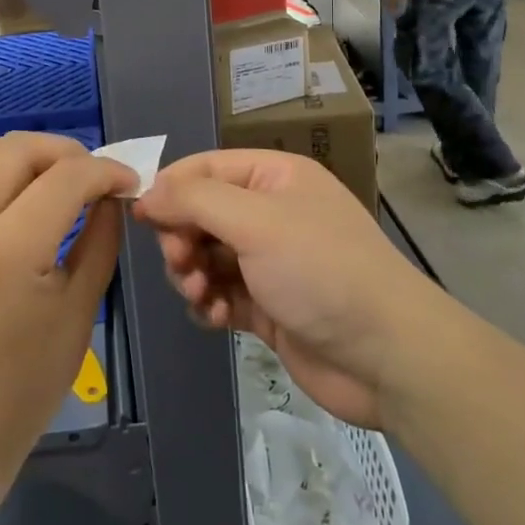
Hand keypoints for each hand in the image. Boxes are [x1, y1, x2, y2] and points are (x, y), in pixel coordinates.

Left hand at [0, 133, 133, 485]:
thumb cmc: (23, 388)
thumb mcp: (78, 313)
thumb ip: (100, 241)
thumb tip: (112, 196)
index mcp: (8, 253)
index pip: (65, 178)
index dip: (105, 170)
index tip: (129, 180)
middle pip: (19, 150)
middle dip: (68, 152)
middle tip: (95, 176)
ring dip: (27, 152)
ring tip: (57, 176)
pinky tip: (19, 191)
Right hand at [135, 151, 431, 428]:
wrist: (387, 356)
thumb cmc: (320, 271)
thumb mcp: (256, 222)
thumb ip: (195, 201)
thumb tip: (146, 193)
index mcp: (274, 177)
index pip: (206, 169)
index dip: (170, 188)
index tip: (138, 215)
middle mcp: (271, 213)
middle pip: (201, 214)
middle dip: (182, 238)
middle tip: (180, 263)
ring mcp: (270, 262)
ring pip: (207, 256)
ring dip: (193, 274)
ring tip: (199, 295)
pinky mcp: (268, 306)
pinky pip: (221, 293)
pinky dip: (210, 303)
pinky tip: (215, 317)